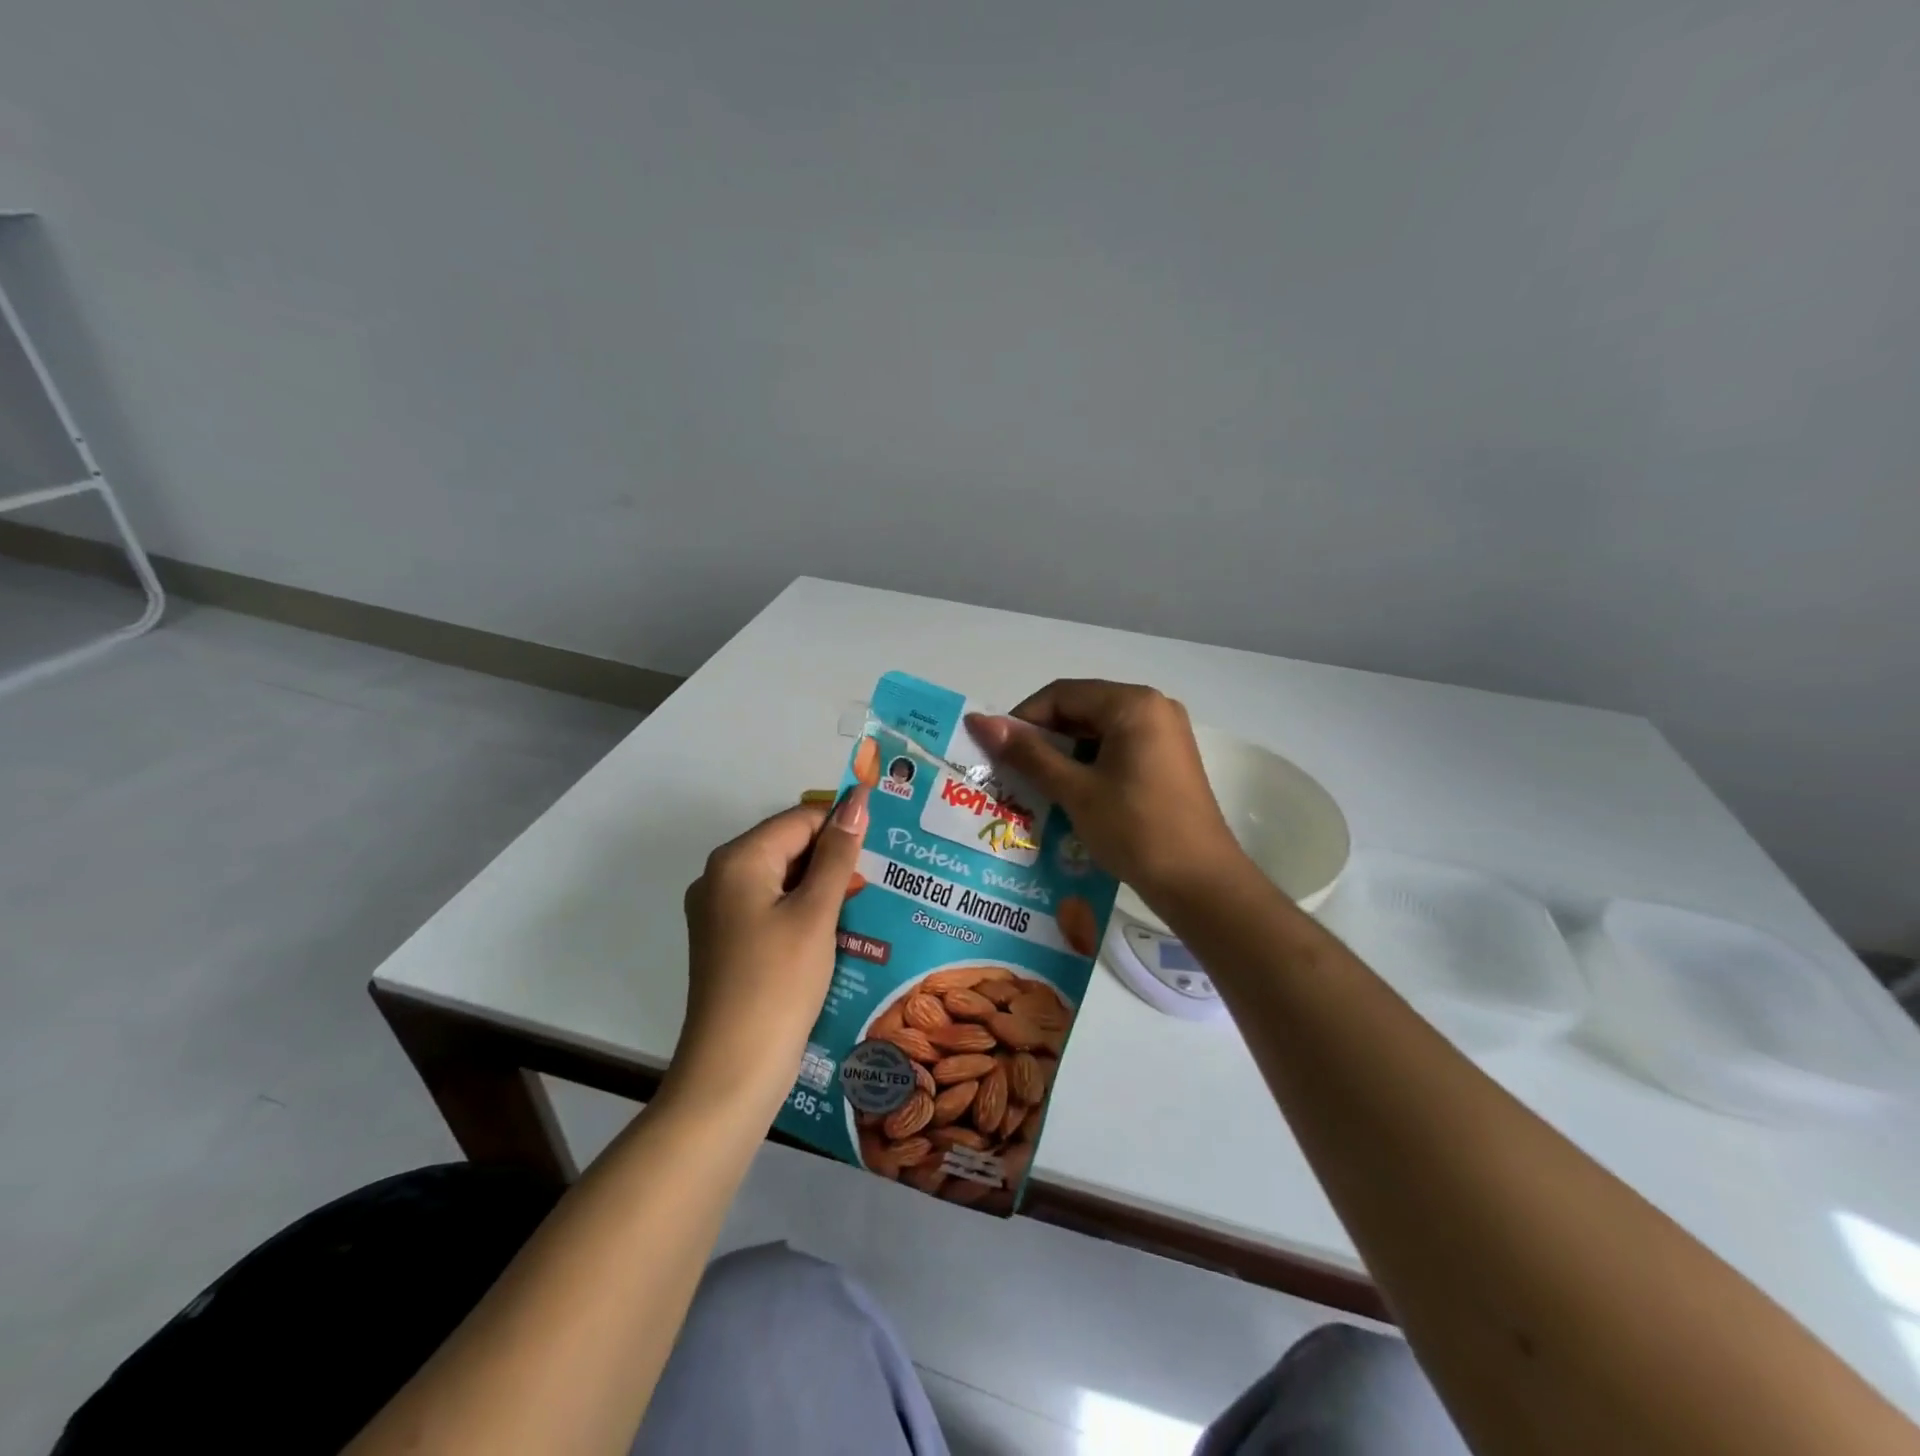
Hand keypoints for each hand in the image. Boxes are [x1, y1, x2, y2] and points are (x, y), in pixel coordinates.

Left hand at [671, 788, 868, 1113]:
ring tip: (870, 902)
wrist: (732, 1072)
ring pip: (784, 880)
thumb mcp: (816, 913)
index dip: (843, 826)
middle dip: (835, 858)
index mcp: (737, 860)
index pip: (799, 819)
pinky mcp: (729, 942)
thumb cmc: (779, 983)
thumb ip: (838, 854)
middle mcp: (720, 877)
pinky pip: (773, 909)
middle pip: (789, 847)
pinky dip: (806, 912)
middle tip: (884, 877)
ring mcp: (721, 913)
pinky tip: (840, 930)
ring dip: (824, 887)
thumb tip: (857, 799)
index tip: (885, 846)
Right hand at [966, 680, 1244, 909]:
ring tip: (1036, 789)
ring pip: (1098, 733)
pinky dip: (1089, 768)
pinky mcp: (1168, 761)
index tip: (997, 753)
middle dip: (1043, 740)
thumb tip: (979, 722)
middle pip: (1081, 710)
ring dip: (1064, 757)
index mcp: (1133, 704)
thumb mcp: (1075, 790)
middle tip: (1011, 774)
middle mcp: (1153, 708)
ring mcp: (1165, 735)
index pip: (1062, 695)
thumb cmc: (1136, 830)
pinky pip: (1118, 751)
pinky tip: (1070, 797)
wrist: (1200, 883)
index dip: (1023, 720)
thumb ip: (1028, 753)